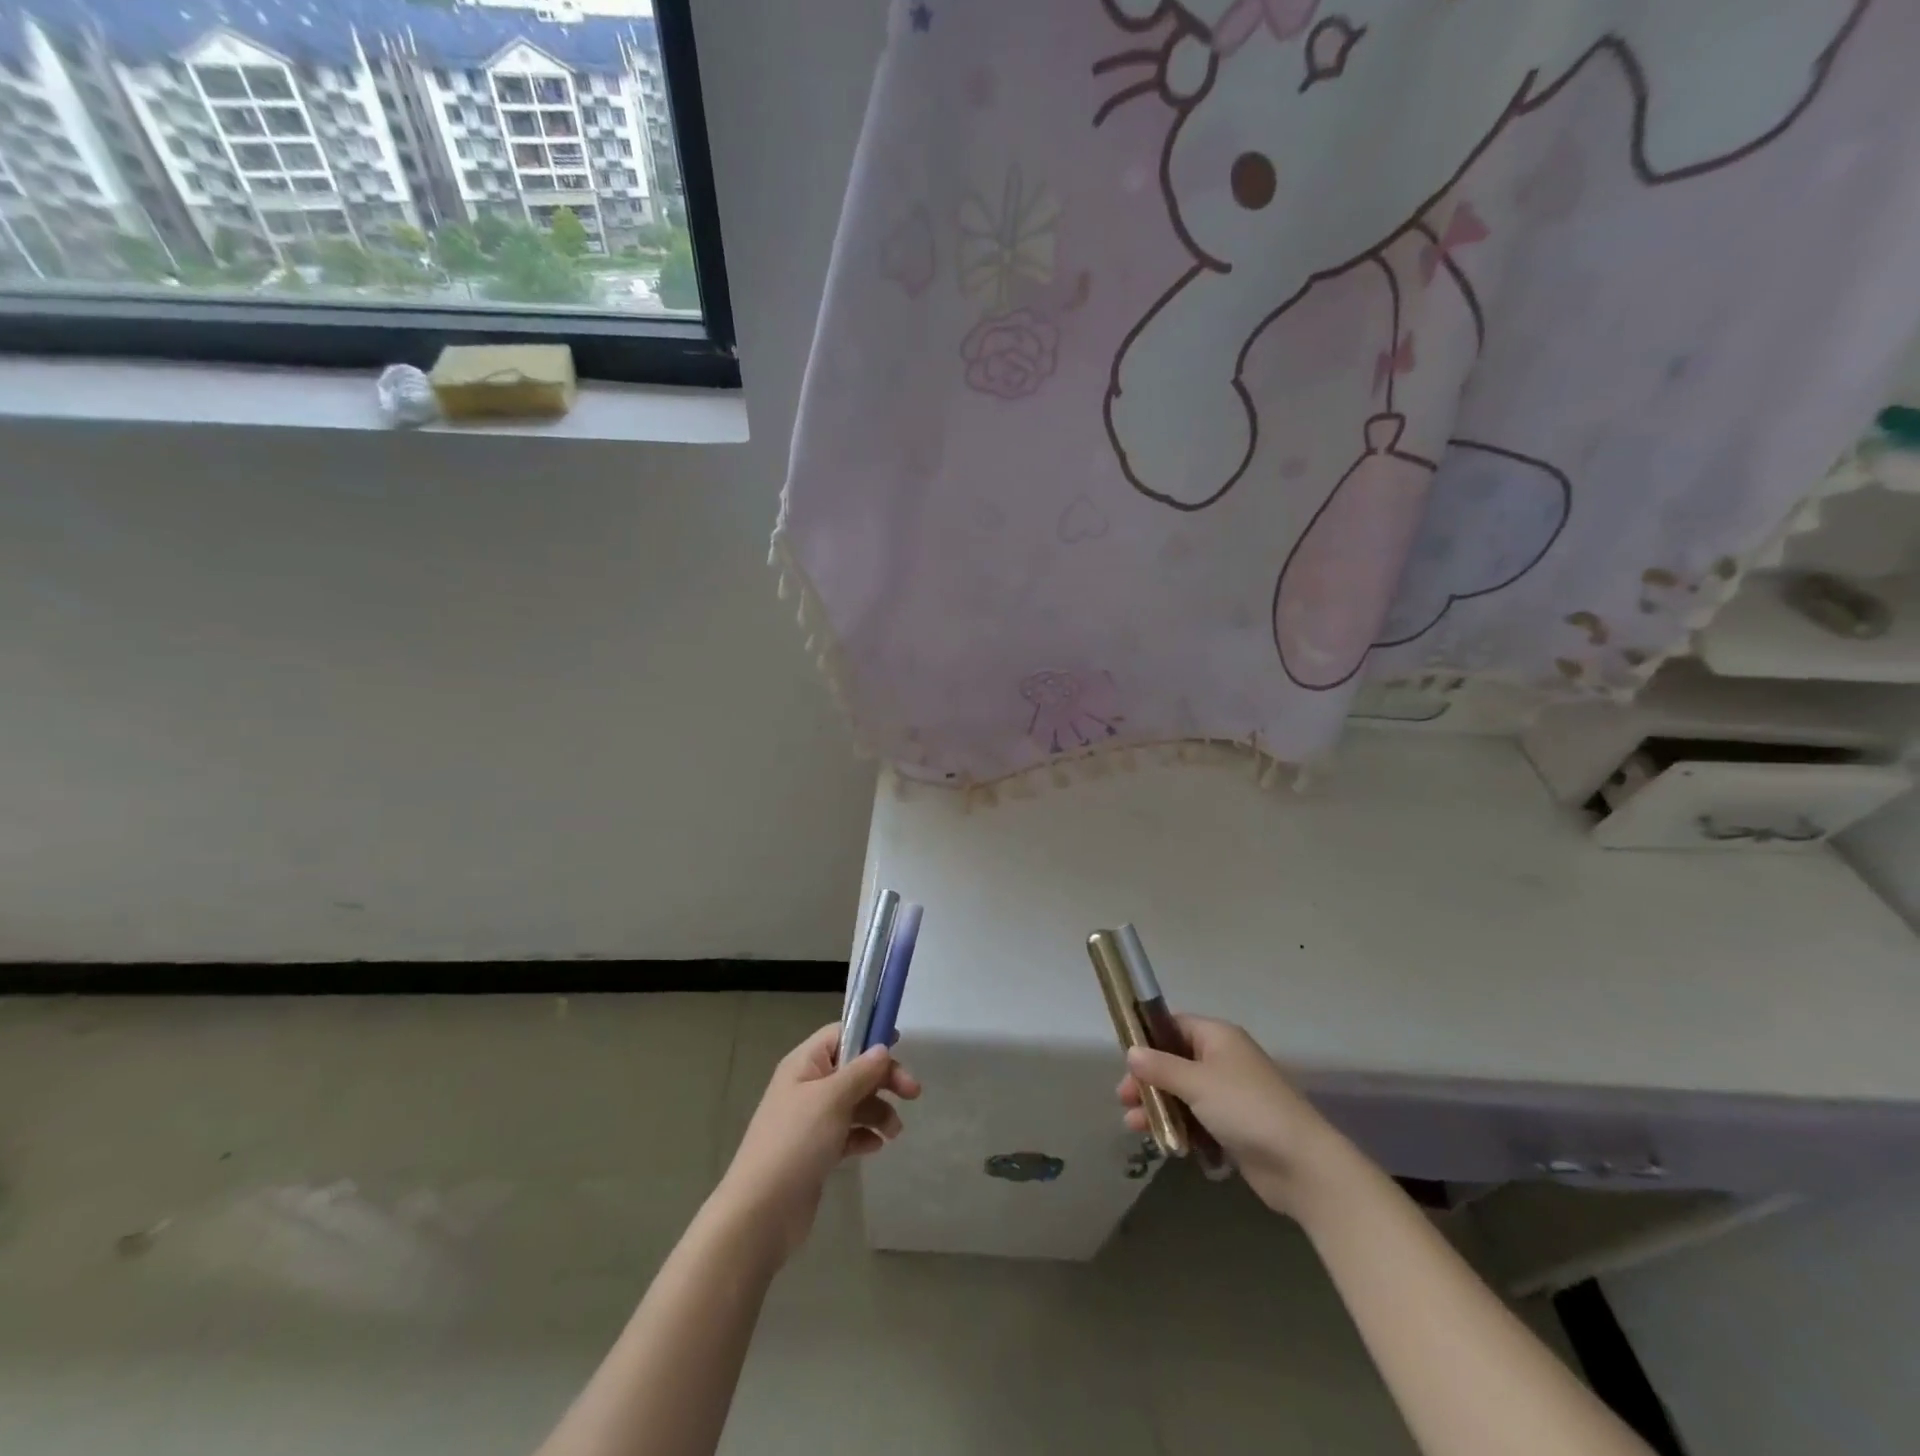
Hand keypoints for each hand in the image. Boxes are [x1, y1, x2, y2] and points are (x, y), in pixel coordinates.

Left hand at [715, 1022, 920, 1259]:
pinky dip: (863, 1135)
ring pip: (854, 1102)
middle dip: (883, 1079)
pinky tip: (875, 1147)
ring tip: (894, 1132)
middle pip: (854, 1069)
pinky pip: (847, 1132)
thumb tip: (882, 1047)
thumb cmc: (796, 1142)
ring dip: (878, 1111)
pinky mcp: (816, 1150)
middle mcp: (807, 1086)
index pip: (840, 1034)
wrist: (761, 1212)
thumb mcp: (832, 1099)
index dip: (869, 1034)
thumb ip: (861, 1071)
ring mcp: (811, 1120)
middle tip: (913, 1093)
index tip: (900, 1045)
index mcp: (804, 1064)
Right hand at [1117, 1014, 1356, 1219]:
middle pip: (1174, 1062)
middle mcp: (1223, 1060)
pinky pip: (1197, 1120)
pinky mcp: (1233, 1128)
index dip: (1148, 1039)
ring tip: (1134, 1127)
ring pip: (1183, 1094)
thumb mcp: (1197, 1083)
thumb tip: (1131, 1052)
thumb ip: (1160, 1067)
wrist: (1301, 1165)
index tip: (1124, 1058)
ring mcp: (1229, 1095)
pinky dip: (1180, 1128)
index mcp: (1218, 1037)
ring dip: (1159, 1107)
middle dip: (1148, 1080)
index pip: (1174, 1026)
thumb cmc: (1246, 1109)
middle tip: (1124, 1099)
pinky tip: (1164, 1144)